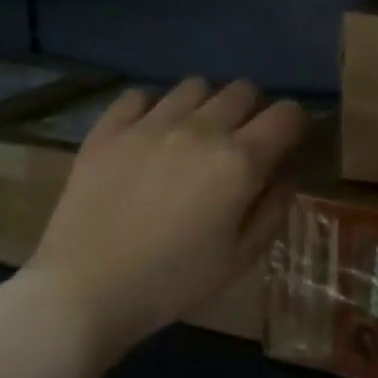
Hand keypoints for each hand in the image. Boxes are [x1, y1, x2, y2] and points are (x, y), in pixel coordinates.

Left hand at [27, 78, 308, 354]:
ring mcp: (151, 124)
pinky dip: (152, 108)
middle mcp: (201, 129)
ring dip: (205, 105)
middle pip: (243, 90)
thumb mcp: (241, 258)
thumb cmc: (172, 282)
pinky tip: (149, 135)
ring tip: (194, 135)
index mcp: (239, 160)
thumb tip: (286, 172)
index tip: (287, 143)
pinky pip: (140, 95)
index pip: (287, 113)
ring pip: (195, 85)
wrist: (83, 292)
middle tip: (240, 142)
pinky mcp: (109, 129)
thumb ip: (274, 208)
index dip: (295, 124)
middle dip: (252, 110)